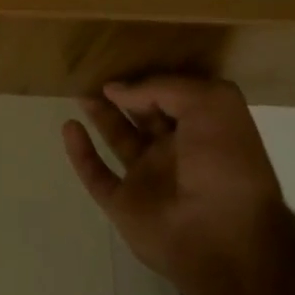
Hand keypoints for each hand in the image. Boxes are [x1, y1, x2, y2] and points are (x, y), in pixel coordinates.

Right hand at [62, 76, 283, 291]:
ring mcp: (149, 179)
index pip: (173, 94)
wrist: (223, 238)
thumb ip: (162, 87)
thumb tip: (117, 89)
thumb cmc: (225, 164)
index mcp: (205, 129)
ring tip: (79, 91)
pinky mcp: (124, 204)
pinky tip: (69, 127)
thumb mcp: (210, 104)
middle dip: (123, 93)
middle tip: (94, 69)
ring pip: (118, 138)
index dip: (151, 77)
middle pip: (143, 114)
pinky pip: (96, 174)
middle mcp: (177, 151)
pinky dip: (80, 152)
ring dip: (100, 115)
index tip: (124, 57)